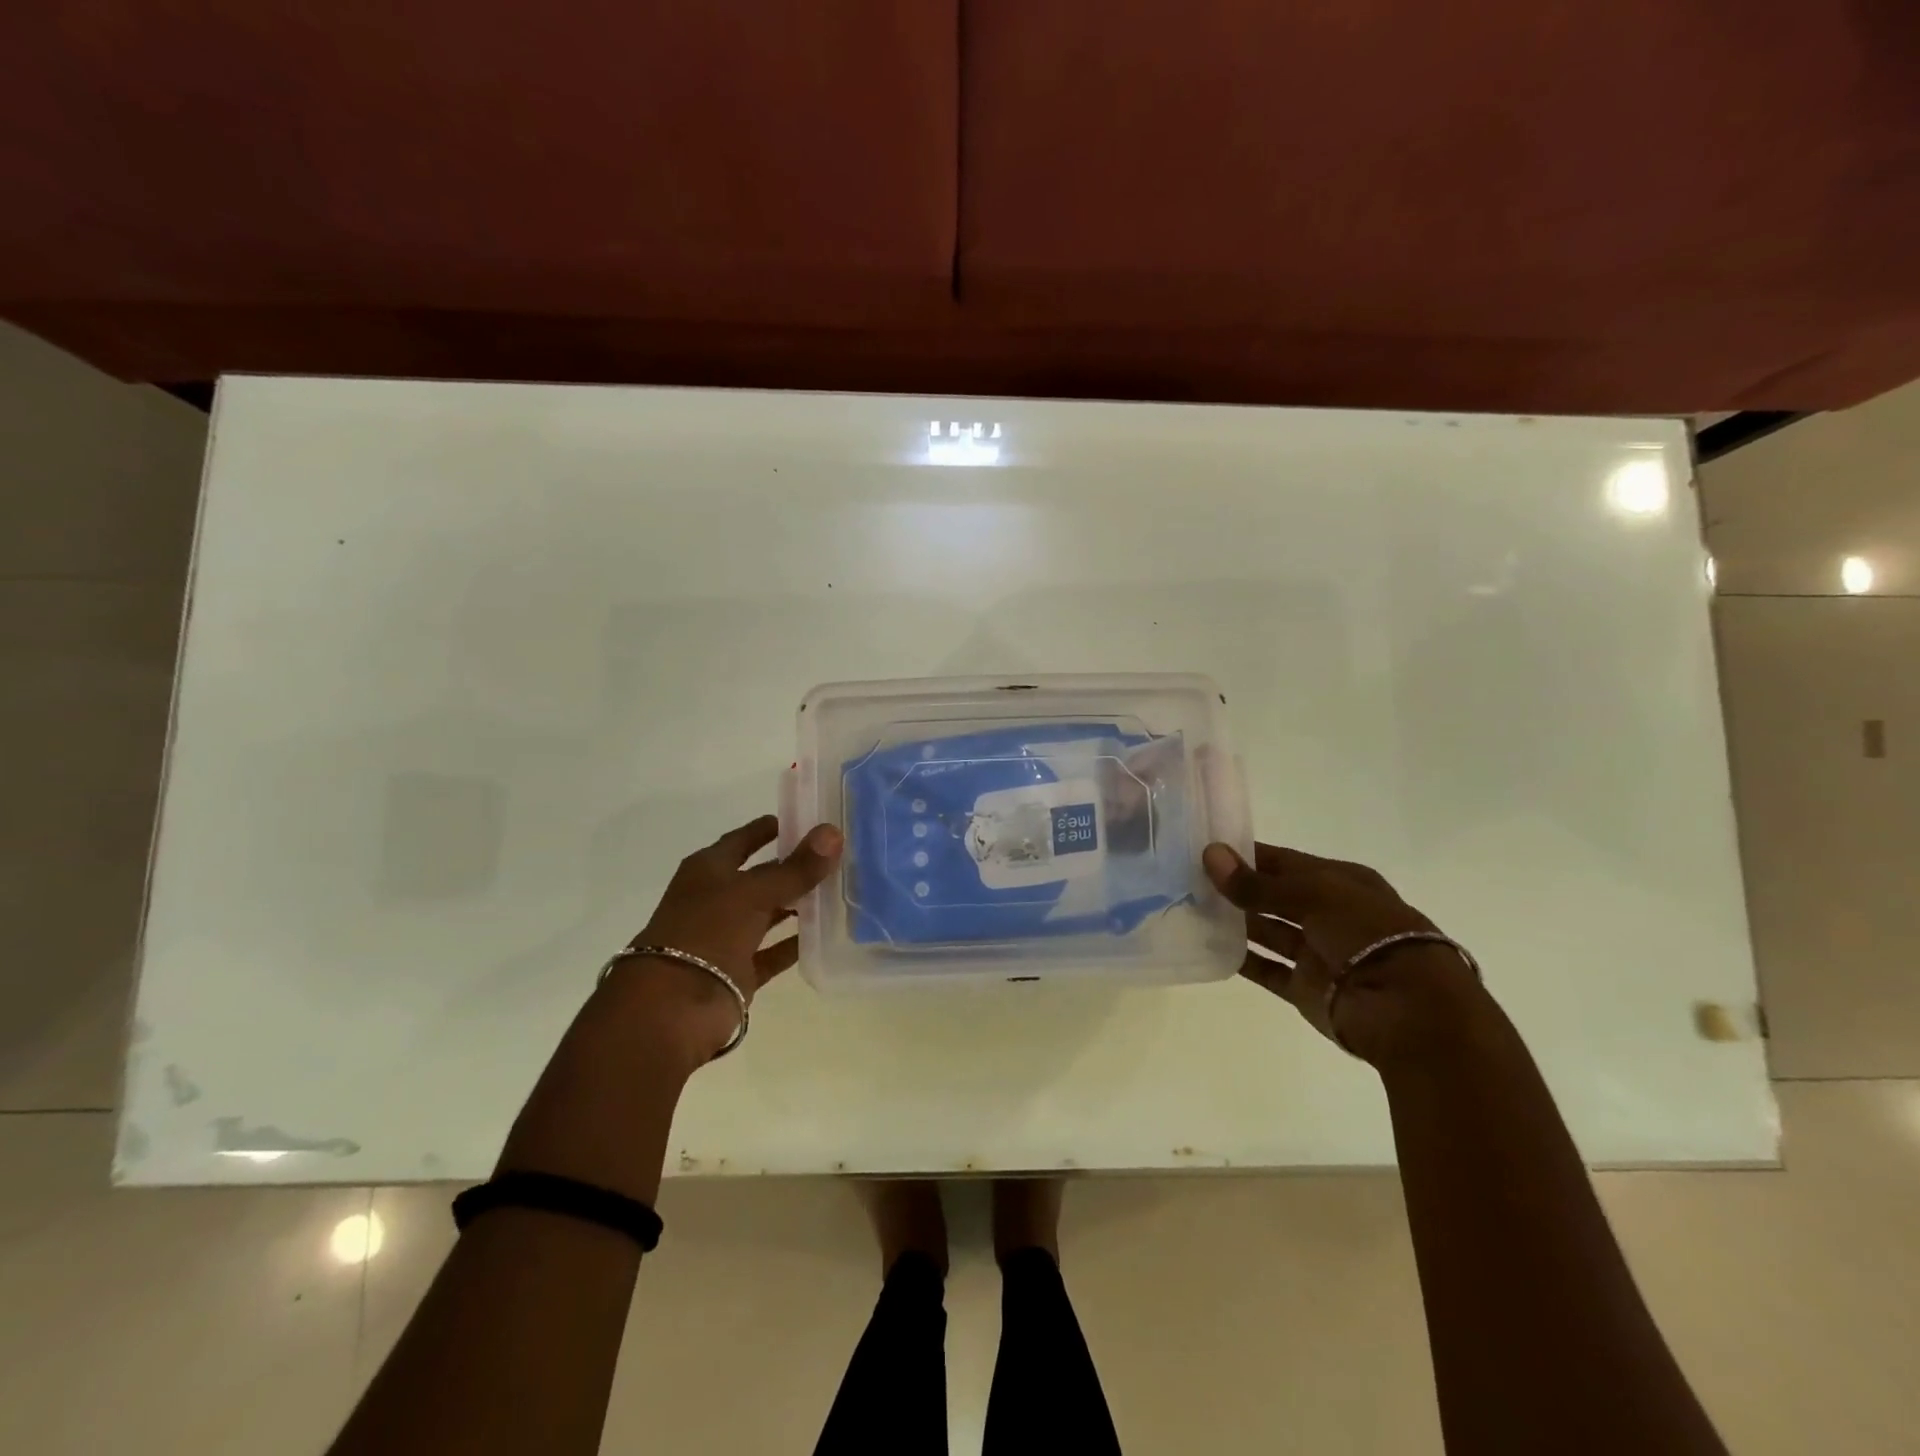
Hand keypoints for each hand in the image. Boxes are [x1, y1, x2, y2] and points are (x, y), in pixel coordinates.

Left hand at [613, 815, 841, 1060]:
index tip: (808, 819)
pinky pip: (774, 952)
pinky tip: (826, 934)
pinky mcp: (739, 971)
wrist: (671, 1008)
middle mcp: (716, 899)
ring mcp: (726, 937)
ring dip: (797, 905)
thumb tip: (833, 831)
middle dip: (792, 867)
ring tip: (838, 890)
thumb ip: (796, 868)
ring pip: (769, 914)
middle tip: (836, 855)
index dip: (772, 828)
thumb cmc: (706, 933)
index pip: (744, 839)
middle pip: (760, 876)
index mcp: (708, 870)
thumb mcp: (754, 893)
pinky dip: (795, 944)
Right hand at [1202, 841, 1481, 1066]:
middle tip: (1186, 878)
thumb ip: (1258, 883)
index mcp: (1340, 882)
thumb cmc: (1369, 934)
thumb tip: (1209, 855)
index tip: (1203, 849)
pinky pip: (1266, 969)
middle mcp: (1329, 914)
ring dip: (1235, 921)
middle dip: (1236, 887)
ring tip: (1189, 908)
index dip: (1247, 854)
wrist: (1409, 1011)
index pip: (1284, 861)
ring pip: (1267, 931)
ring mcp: (1317, 953)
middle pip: (1273, 896)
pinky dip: (1241, 959)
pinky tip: (1207, 945)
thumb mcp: (1314, 895)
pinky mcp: (1306, 988)